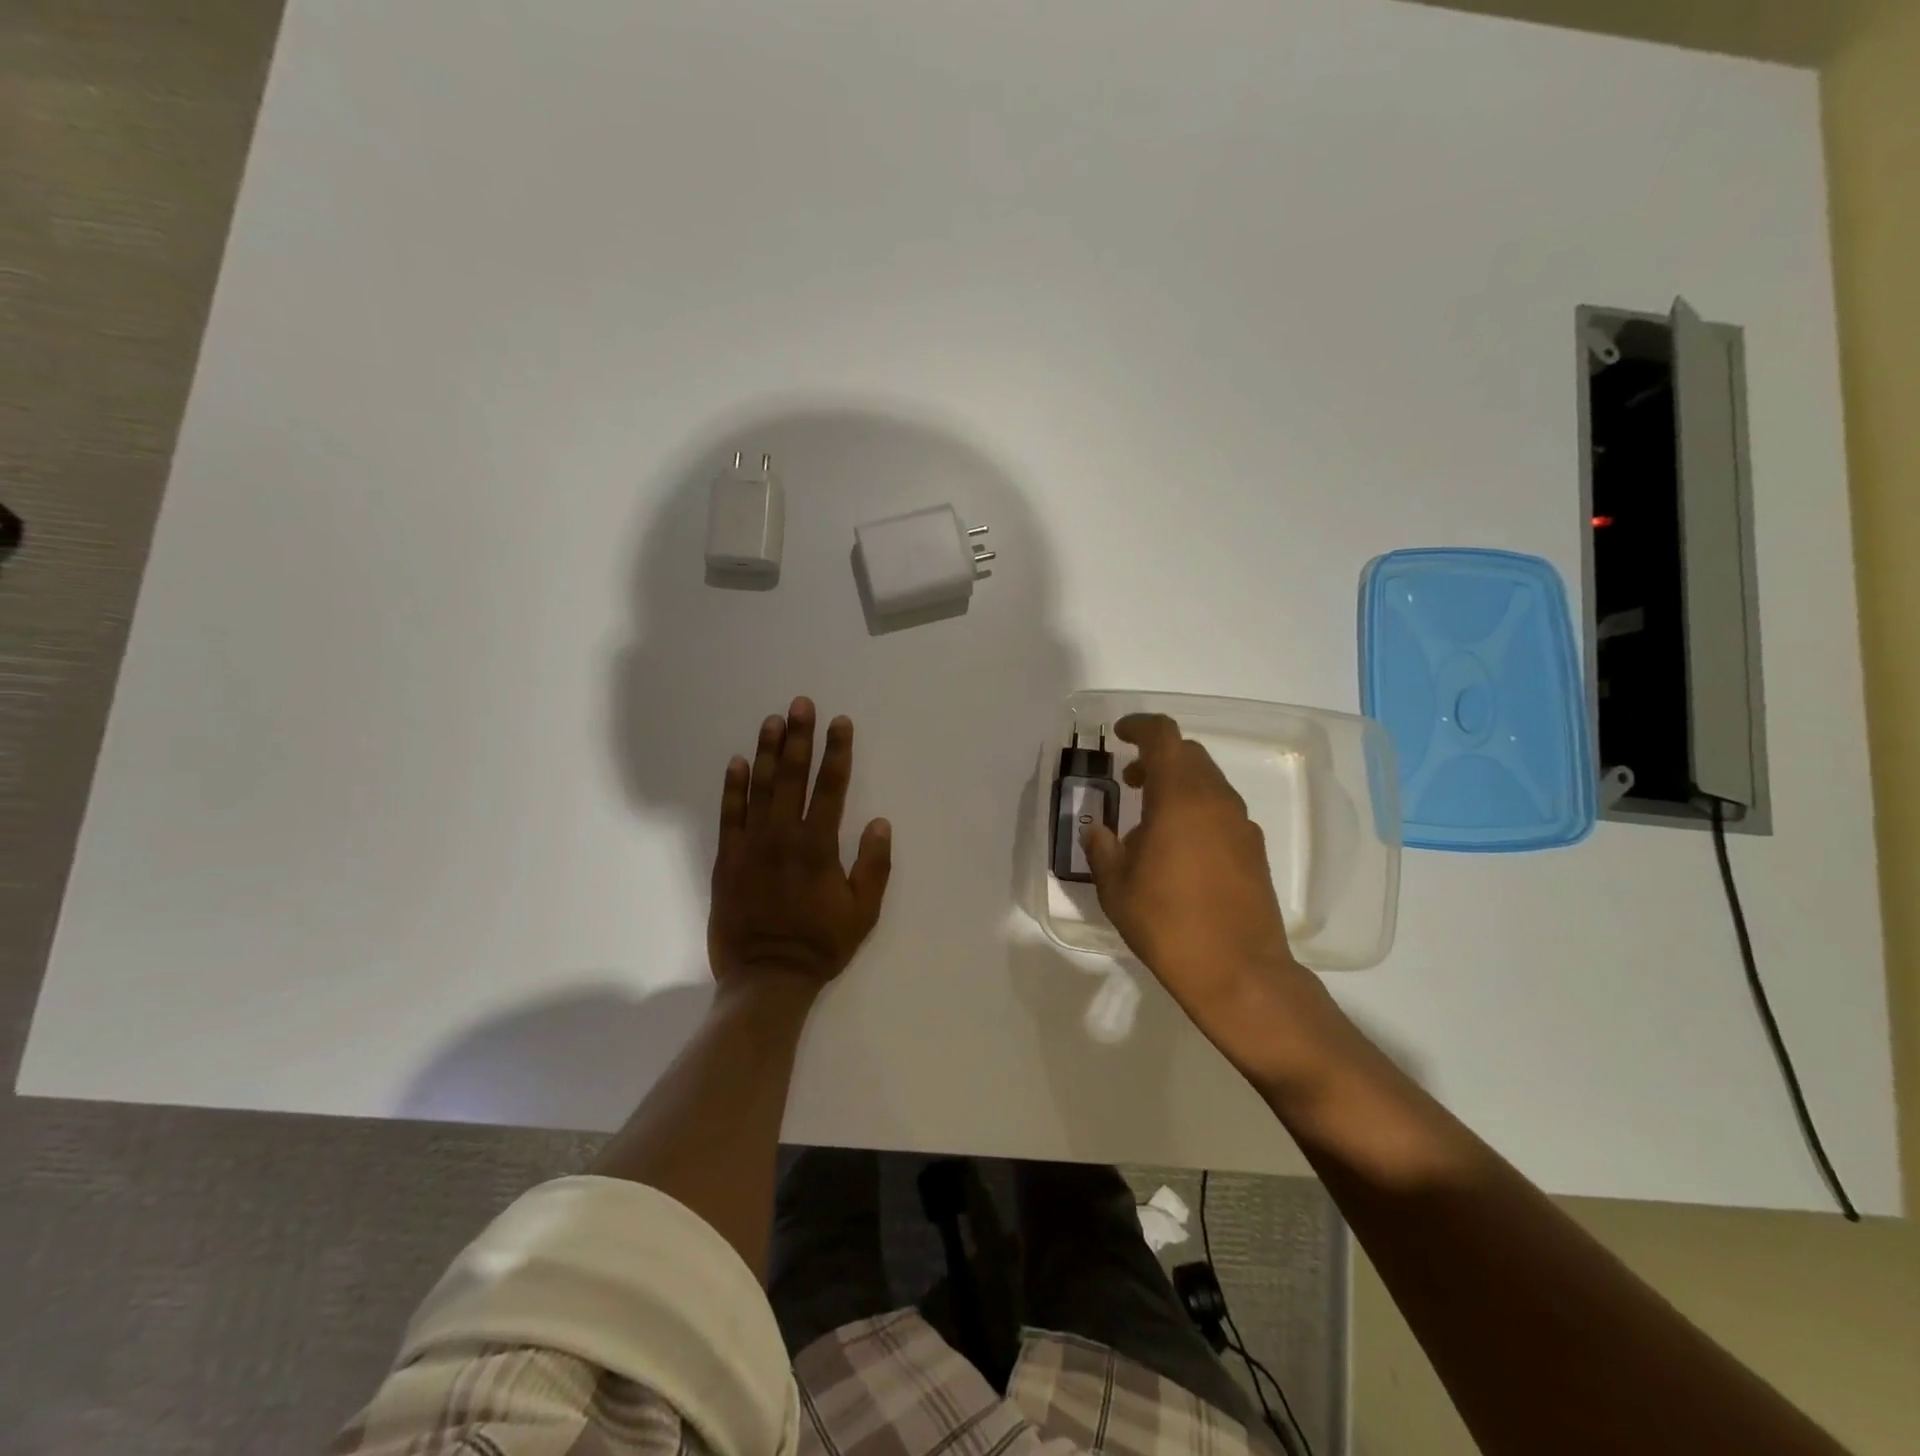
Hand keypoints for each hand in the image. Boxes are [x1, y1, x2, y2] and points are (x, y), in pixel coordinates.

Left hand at [708, 697, 892, 993]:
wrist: (766, 977)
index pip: (831, 787)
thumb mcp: (863, 912)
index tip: (840, 722)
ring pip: (760, 788)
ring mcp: (751, 845)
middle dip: (799, 737)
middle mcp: (784, 836)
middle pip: (793, 776)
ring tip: (772, 720)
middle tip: (801, 704)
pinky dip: (733, 787)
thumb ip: (874, 865)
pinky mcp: (727, 859)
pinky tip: (738, 762)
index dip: (837, 752)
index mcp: (818, 846)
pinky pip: (729, 815)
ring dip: (768, 752)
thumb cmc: (820, 944)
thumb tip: (879, 822)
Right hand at [1081, 714, 1305, 1023]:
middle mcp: (1216, 800)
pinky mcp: (1254, 850)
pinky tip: (1179, 846)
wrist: (1239, 972)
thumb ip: (1102, 848)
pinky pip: (1221, 810)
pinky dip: (1197, 809)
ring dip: (1178, 784)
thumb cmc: (1167, 922)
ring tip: (1150, 816)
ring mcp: (1241, 824)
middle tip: (1130, 779)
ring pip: (1208, 782)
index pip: (1163, 736)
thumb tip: (1097, 830)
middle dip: (1157, 757)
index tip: (1119, 734)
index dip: (1140, 726)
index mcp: (1180, 797)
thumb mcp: (1116, 886)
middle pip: (1189, 755)